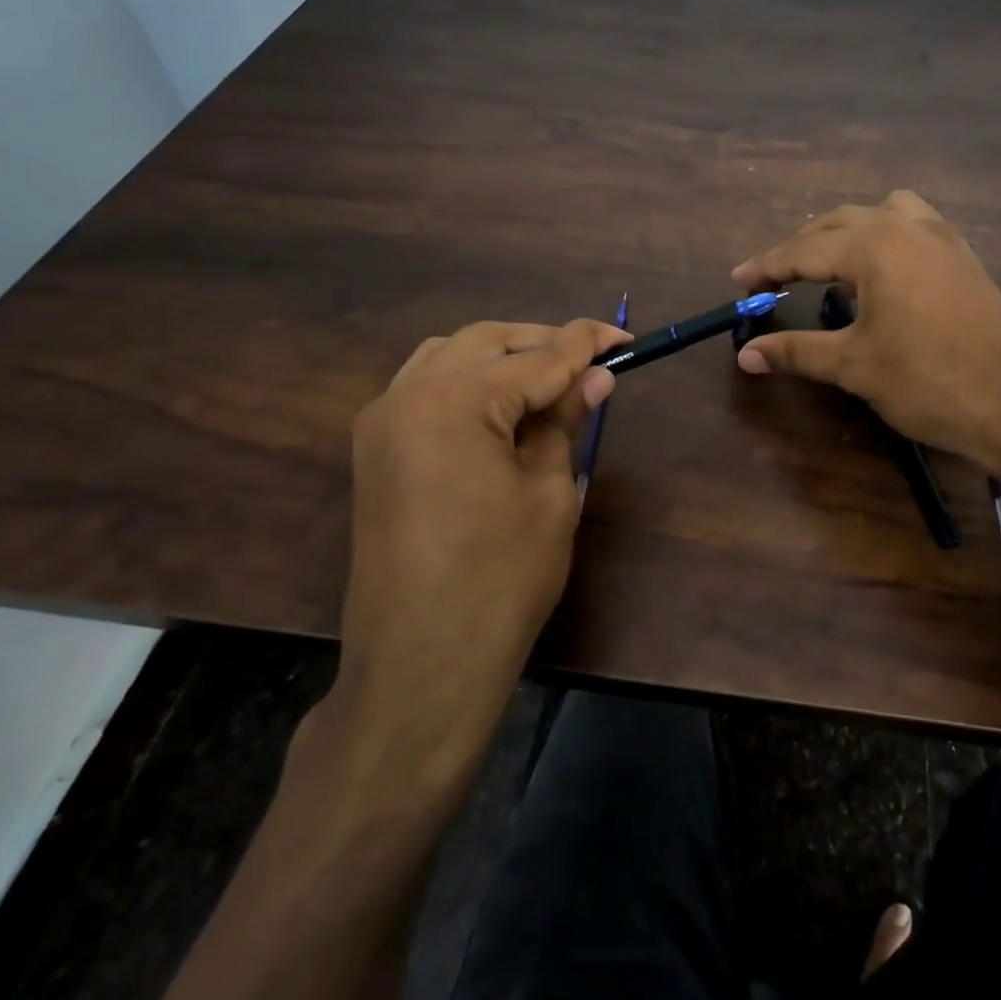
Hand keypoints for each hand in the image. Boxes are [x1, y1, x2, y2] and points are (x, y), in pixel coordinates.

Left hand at [331, 318, 629, 772]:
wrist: (422, 663)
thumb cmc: (501, 579)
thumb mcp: (549, 492)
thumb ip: (565, 421)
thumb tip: (596, 377)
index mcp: (454, 402)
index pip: (536, 357)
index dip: (586, 344)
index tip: (624, 336)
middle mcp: (407, 395)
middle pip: (487, 343)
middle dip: (543, 343)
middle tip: (593, 360)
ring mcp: (382, 421)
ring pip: (449, 356)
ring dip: (503, 356)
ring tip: (551, 378)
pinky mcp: (376, 448)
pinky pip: (424, 386)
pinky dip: (467, 380)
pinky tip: (500, 404)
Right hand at [731, 191, 1000, 469]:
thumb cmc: (928, 382)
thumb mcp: (853, 366)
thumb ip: (796, 352)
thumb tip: (745, 354)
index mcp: (875, 246)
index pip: (804, 249)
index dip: (766, 267)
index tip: (737, 282)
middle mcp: (908, 228)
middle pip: (839, 222)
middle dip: (802, 247)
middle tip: (774, 279)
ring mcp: (944, 239)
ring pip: (883, 213)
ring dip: (848, 232)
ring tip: (831, 266)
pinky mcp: (966, 259)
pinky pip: (915, 227)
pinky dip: (885, 239)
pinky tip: (883, 276)